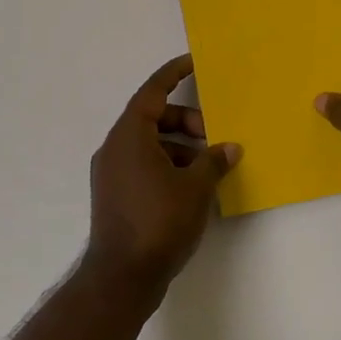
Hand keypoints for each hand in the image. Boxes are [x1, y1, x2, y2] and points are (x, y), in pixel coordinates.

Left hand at [86, 55, 240, 297]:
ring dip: (179, 146)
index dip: (173, 74)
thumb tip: (229, 148)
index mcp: (129, 136)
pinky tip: (192, 186)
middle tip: (214, 135)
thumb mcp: (195, 188)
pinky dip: (167, 164)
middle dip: (185, 121)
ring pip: (149, 144)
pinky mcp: (115, 195)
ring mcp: (111, 173)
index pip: (152, 92)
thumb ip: (213, 161)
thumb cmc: (159, 222)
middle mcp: (115, 148)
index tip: (193, 62)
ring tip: (209, 166)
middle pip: (152, 118)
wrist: (122, 277)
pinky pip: (143, 164)